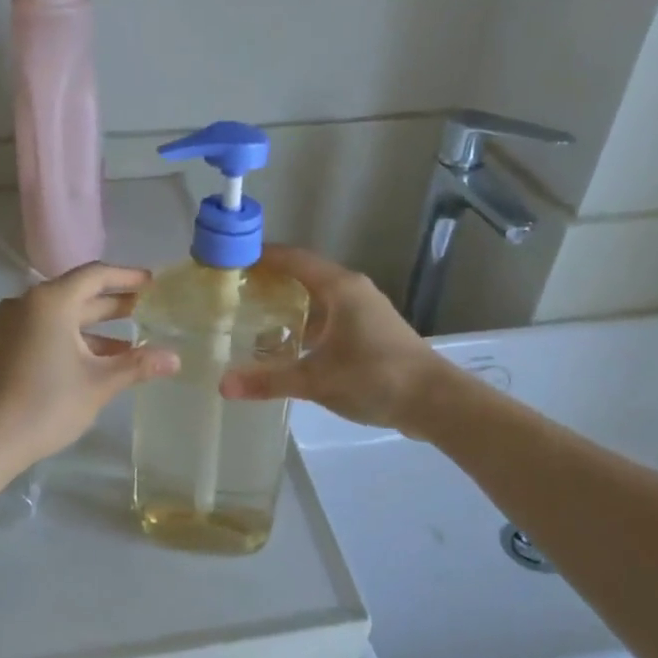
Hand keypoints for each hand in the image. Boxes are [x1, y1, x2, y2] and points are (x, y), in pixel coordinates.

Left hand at [0, 263, 178, 468]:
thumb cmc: (48, 405)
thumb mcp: (99, 384)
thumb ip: (138, 365)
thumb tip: (175, 359)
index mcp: (50, 302)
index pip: (95, 276)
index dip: (128, 277)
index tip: (153, 283)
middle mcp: (27, 304)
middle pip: (77, 294)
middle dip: (114, 305)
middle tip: (148, 310)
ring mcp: (10, 325)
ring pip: (61, 317)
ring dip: (95, 329)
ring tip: (130, 344)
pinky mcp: (2, 346)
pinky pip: (44, 331)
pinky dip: (72, 339)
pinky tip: (95, 362)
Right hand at [221, 246, 444, 432]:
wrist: (435, 401)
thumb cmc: (376, 377)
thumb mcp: (317, 380)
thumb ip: (269, 380)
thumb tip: (223, 386)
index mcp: (339, 288)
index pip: (293, 258)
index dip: (261, 256)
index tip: (229, 260)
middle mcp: (352, 291)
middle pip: (303, 276)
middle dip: (269, 283)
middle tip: (233, 294)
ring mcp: (363, 312)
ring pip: (317, 300)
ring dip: (287, 308)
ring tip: (252, 321)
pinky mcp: (369, 333)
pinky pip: (328, 319)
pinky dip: (305, 327)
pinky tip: (287, 349)